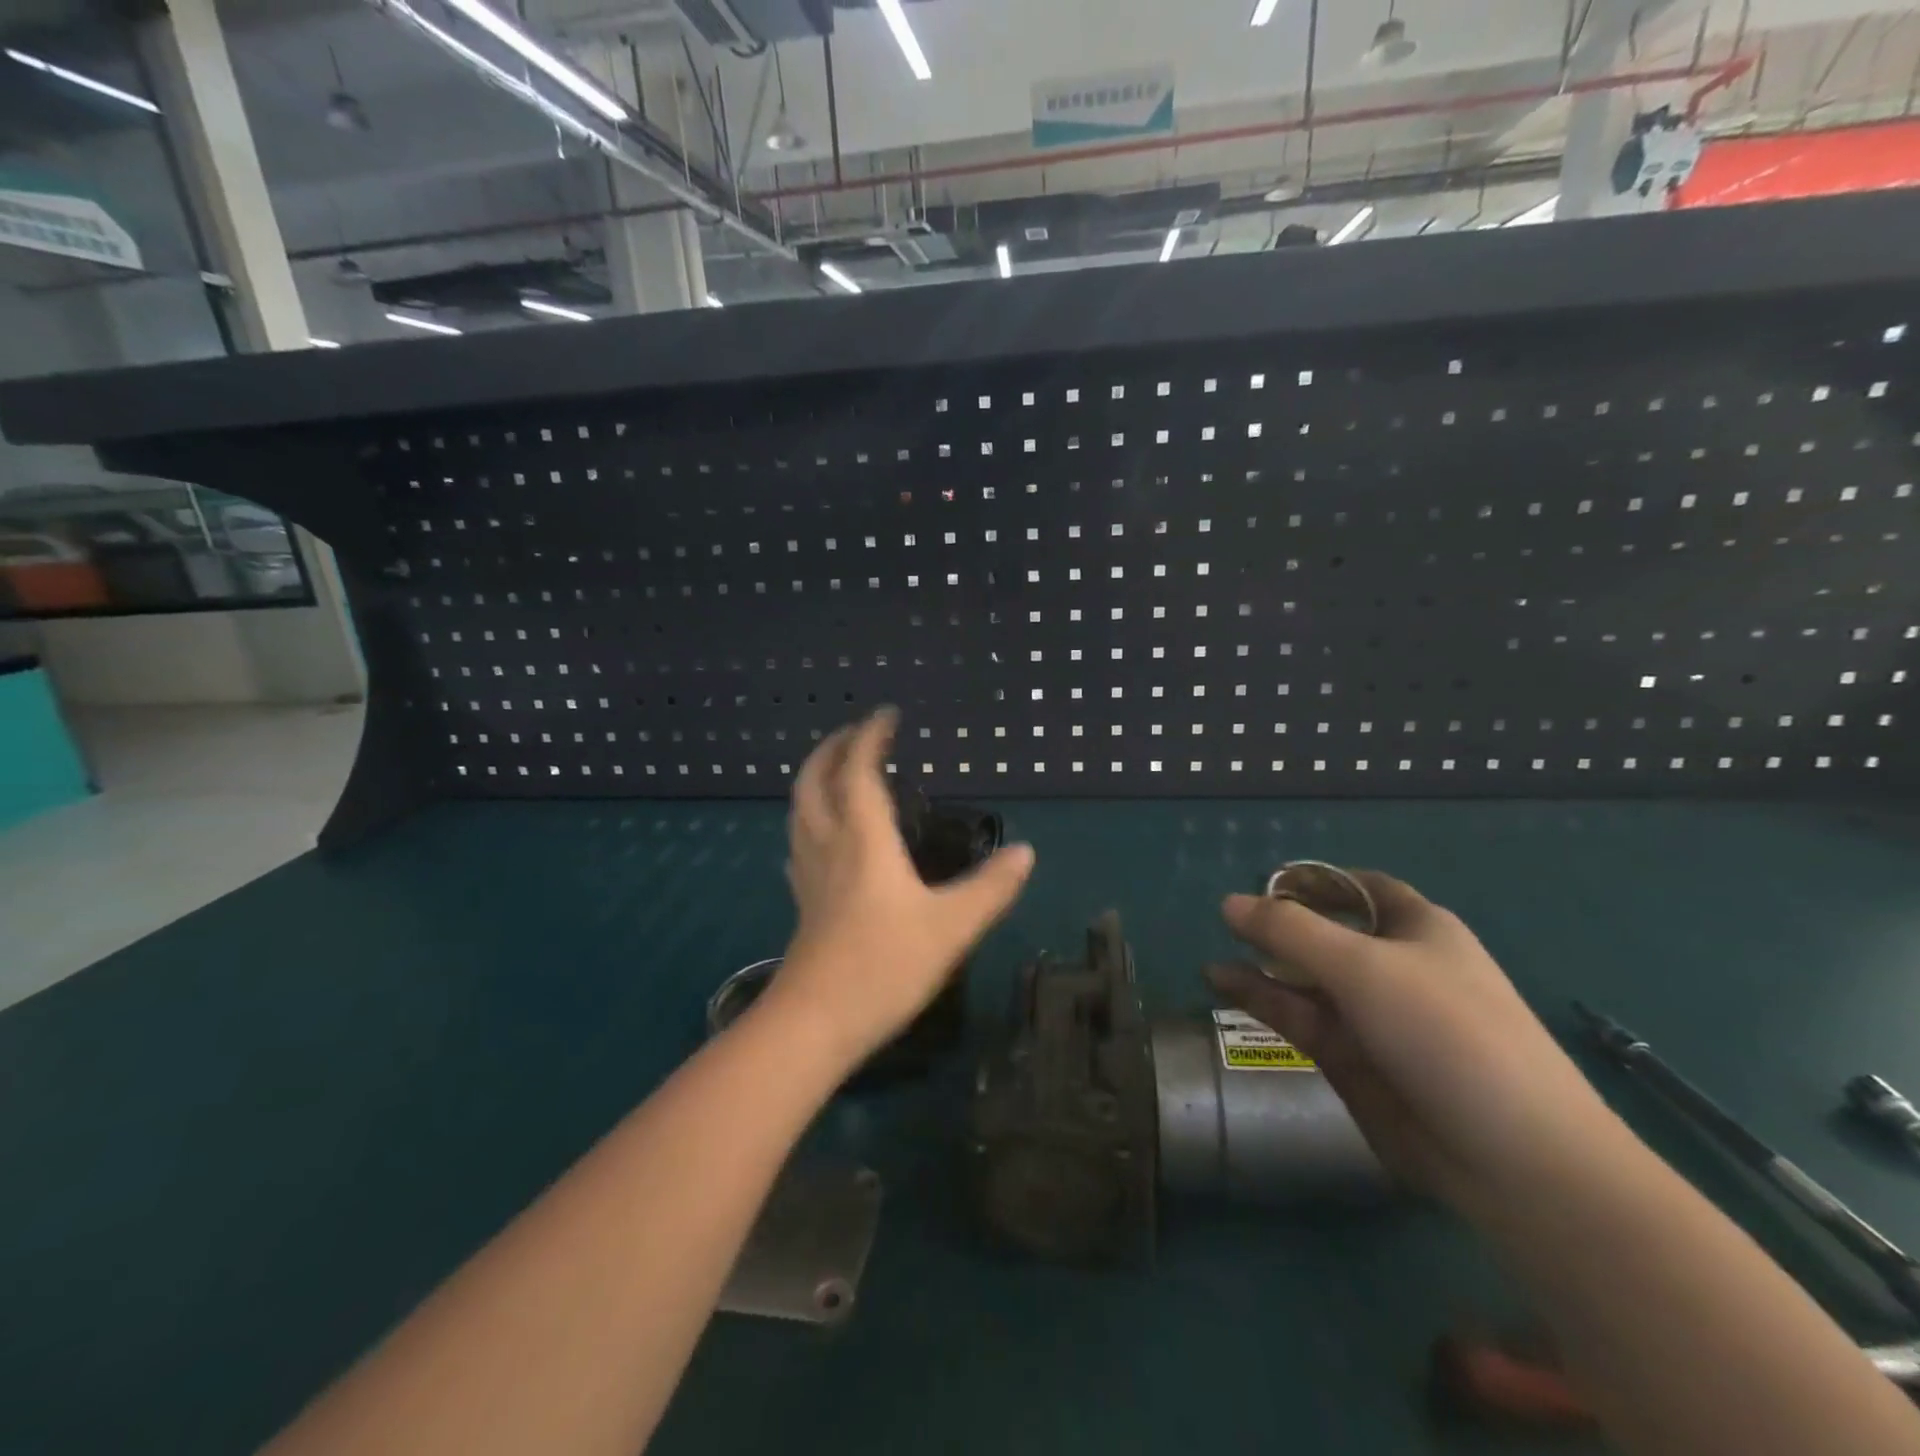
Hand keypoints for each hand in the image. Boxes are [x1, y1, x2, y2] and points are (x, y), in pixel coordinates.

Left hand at [763, 709, 1035, 1072]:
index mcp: (863, 839)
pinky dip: (810, 819)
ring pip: (800, 809)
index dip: (871, 737)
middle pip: (815, 780)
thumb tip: (1024, 852)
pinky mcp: (803, 902)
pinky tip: (822, 836)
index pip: (860, 771)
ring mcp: (809, 874)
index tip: (887, 714)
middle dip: (833, 748)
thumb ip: (991, 888)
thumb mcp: (951, 927)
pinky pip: (800, 841)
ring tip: (838, 772)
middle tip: (856, 733)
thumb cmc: (884, 966)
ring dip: (816, 779)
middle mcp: (829, 845)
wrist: (815, 1023)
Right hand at [1207, 874, 1622, 1218]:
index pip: (1361, 888)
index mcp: (1417, 929)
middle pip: (1326, 932)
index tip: (1266, 883)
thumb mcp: (1362, 966)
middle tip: (1227, 925)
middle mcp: (1393, 967)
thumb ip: (1289, 930)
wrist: (1513, 1158)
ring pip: (1305, 979)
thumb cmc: (1446, 1033)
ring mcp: (1372, 1016)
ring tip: (1212, 961)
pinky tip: (1221, 984)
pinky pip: (1299, 1017)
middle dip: (1279, 926)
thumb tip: (1228, 902)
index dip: (1316, 880)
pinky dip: (1261, 999)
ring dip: (1261, 966)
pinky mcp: (1353, 1060)